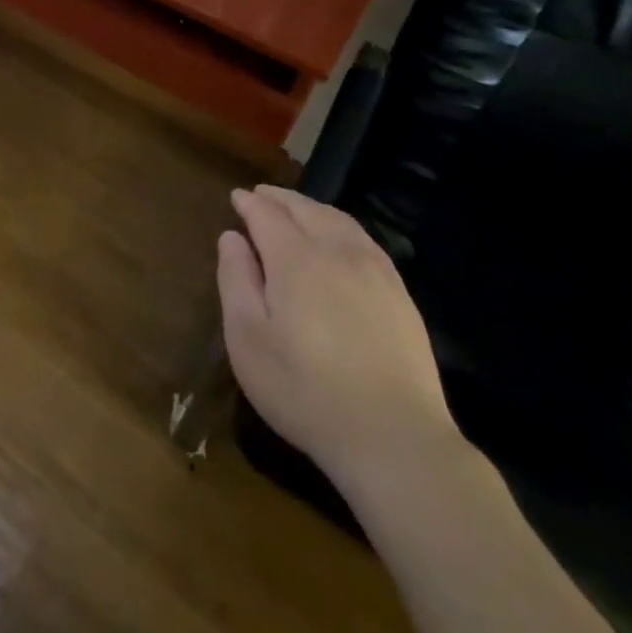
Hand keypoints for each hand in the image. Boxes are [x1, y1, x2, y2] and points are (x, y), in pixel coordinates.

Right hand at [218, 186, 459, 484]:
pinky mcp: (400, 295)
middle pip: (306, 209)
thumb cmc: (304, 389)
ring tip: (295, 209)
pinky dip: (341, 226)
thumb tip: (231, 237)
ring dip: (312, 208)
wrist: (393, 437)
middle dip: (280, 198)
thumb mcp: (247, 338)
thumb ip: (236, 279)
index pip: (268, 215)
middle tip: (261, 195)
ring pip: (339, 221)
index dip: (250, 203)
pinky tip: (338, 239)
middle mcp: (337, 252)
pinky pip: (365, 241)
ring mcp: (375, 272)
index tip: (236, 197)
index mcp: (296, 259)